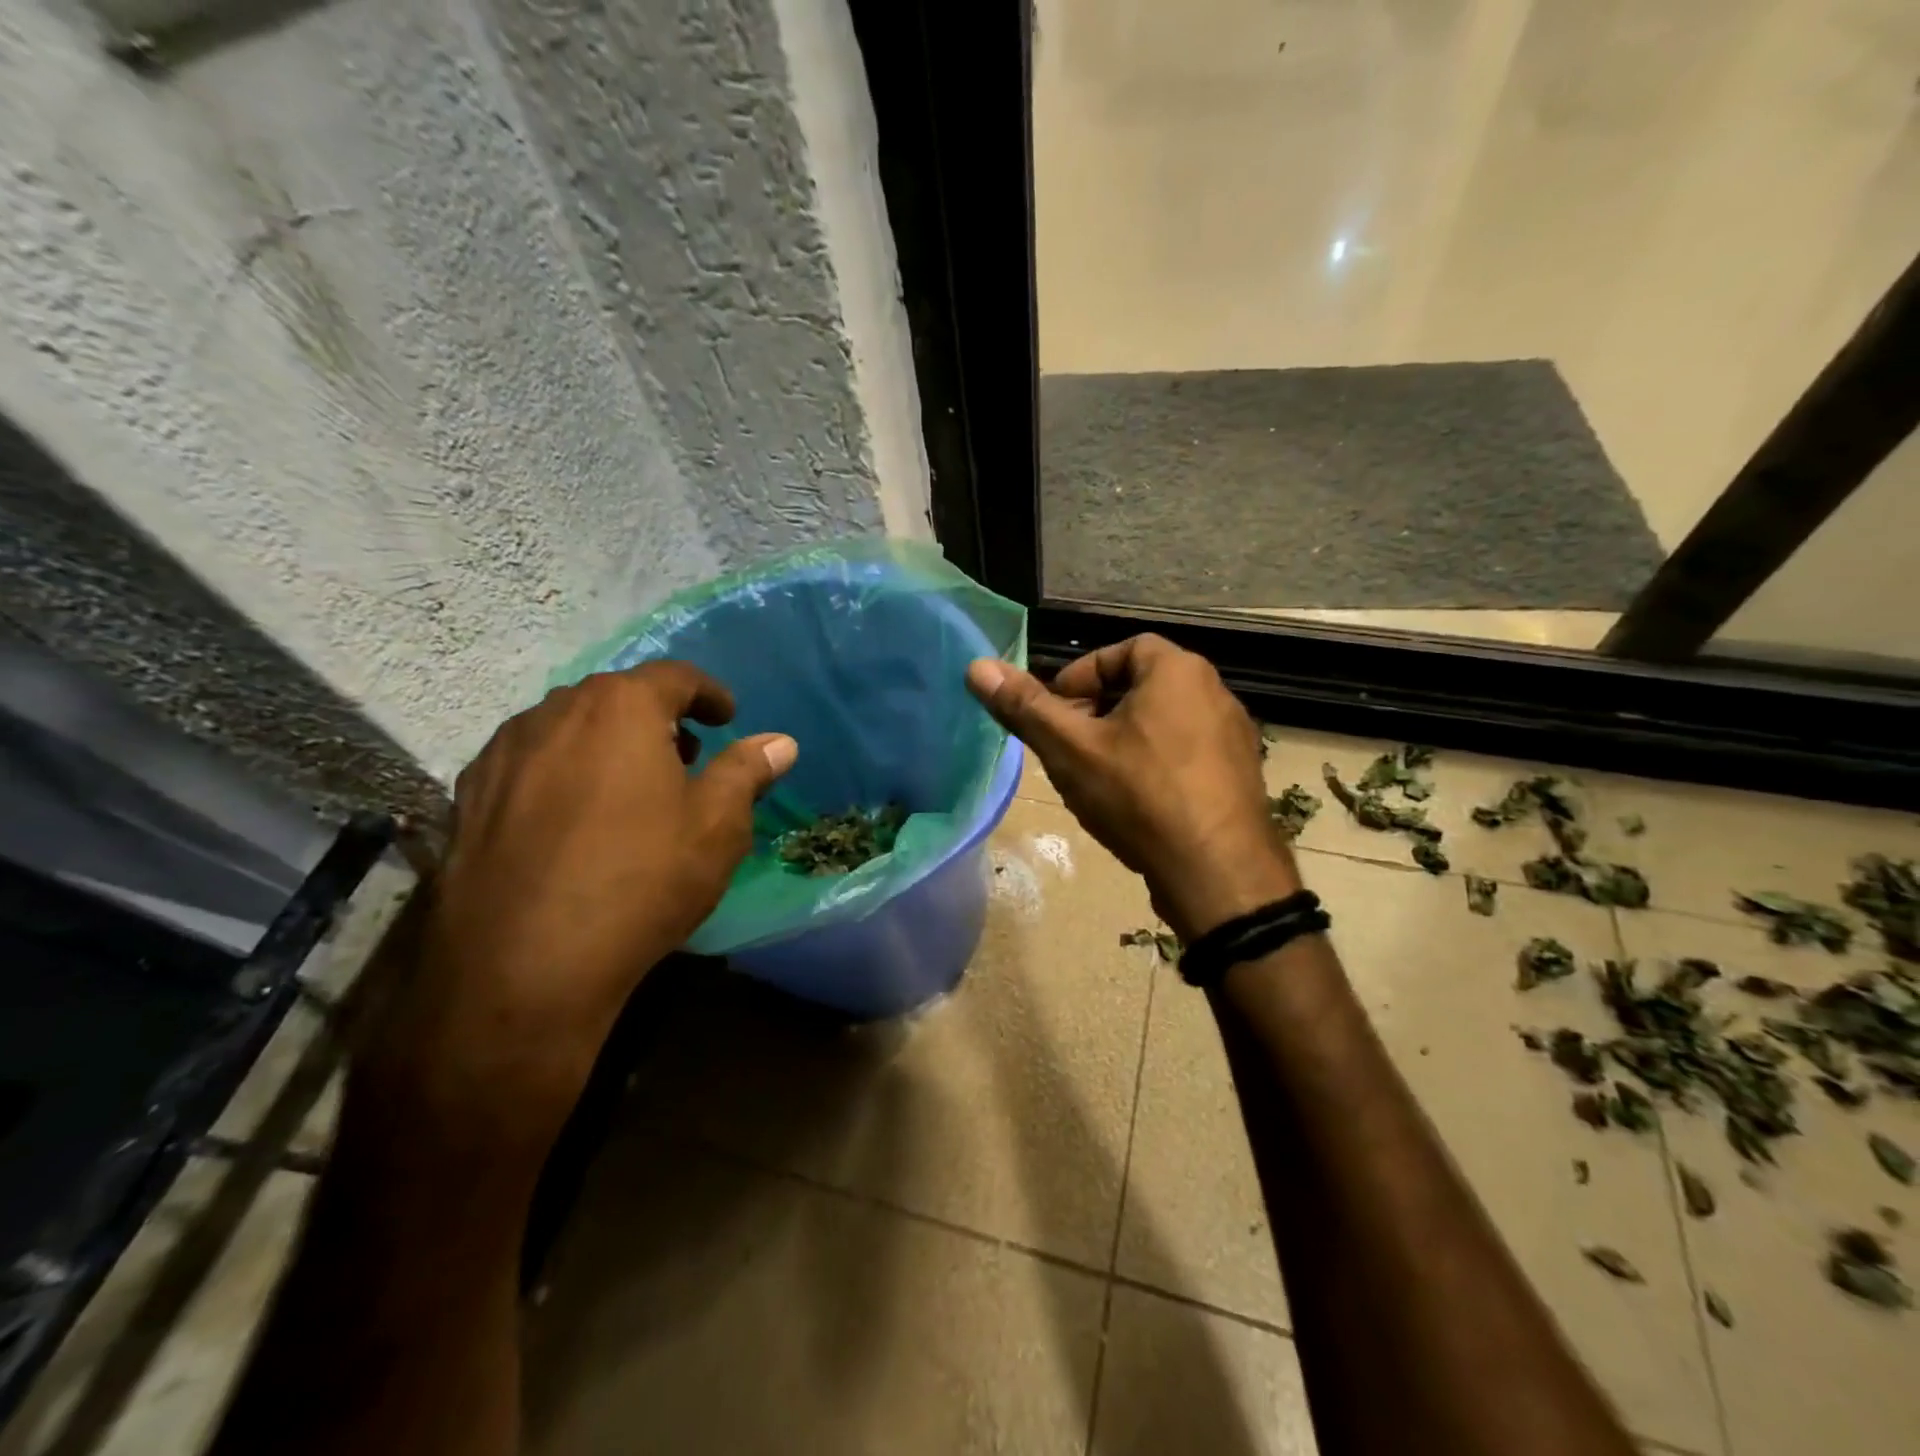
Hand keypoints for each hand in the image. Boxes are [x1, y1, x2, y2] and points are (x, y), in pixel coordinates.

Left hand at [359, 663, 795, 1159]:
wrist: (523, 966)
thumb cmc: (641, 881)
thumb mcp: (717, 826)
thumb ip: (747, 771)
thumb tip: (780, 741)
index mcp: (621, 708)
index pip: (674, 677)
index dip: (708, 693)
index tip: (726, 717)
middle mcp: (555, 713)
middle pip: (617, 696)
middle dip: (657, 718)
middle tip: (685, 756)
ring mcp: (504, 753)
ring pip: (568, 727)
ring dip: (607, 742)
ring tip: (630, 787)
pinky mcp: (470, 796)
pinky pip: (530, 762)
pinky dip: (563, 770)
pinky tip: (574, 817)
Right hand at [967, 636, 1296, 941]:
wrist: (1219, 874)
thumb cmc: (1140, 796)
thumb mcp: (1071, 749)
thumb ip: (1025, 707)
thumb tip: (977, 667)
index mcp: (1178, 671)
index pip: (1121, 650)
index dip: (1080, 677)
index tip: (1055, 713)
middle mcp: (1214, 692)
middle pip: (1140, 687)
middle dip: (1095, 712)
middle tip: (1067, 747)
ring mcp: (1232, 737)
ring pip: (1160, 724)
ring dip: (1121, 741)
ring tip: (1093, 779)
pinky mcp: (1238, 776)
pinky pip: (1184, 754)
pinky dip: (1152, 766)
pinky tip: (1132, 805)